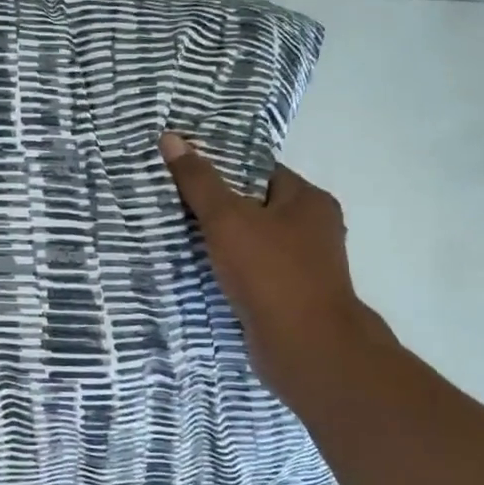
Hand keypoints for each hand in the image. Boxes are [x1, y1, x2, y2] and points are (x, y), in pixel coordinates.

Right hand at [159, 133, 387, 393]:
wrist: (305, 347)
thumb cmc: (270, 272)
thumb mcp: (227, 219)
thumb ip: (199, 181)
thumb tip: (171, 138)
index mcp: (308, 201)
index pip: (259, 171)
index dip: (221, 168)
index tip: (183, 171)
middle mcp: (312, 229)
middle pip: (254, 206)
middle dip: (216, 207)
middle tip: (171, 203)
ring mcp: (302, 265)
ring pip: (251, 242)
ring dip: (219, 242)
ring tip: (175, 235)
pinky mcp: (288, 296)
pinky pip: (251, 271)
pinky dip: (227, 270)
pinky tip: (198, 271)